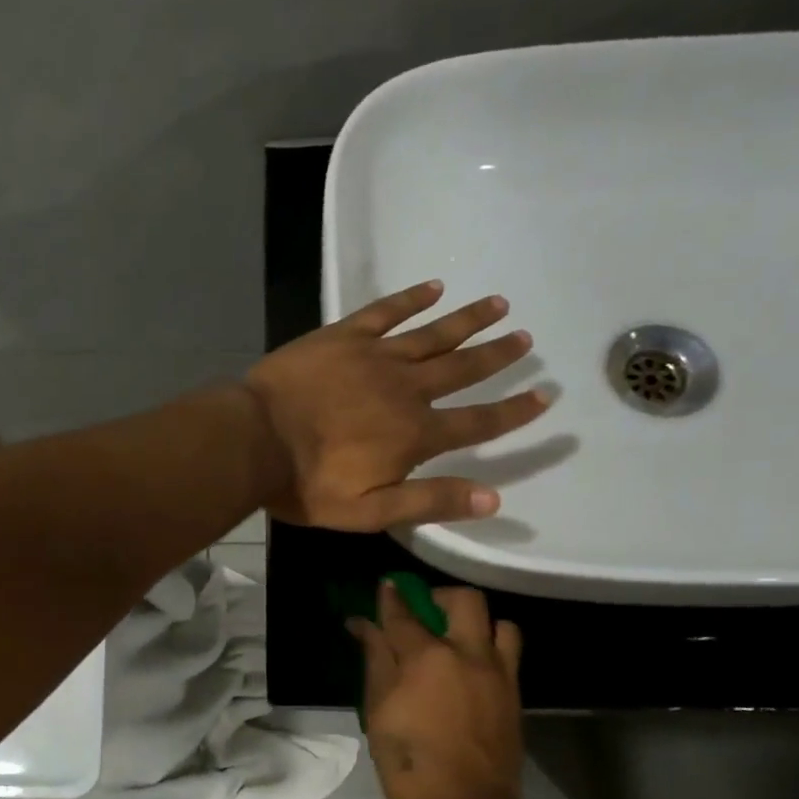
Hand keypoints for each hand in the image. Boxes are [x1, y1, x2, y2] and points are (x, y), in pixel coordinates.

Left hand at [244, 280, 546, 529]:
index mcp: (414, 434)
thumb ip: (429, 501)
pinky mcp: (342, 337)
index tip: (545, 396)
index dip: (513, 413)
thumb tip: (493, 499)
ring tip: (499, 304)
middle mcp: (405, 390)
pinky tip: (433, 286)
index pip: (476, 423)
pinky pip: (385, 312)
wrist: (253, 441)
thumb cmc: (307, 484)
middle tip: (527, 338)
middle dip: (496, 355)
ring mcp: (374, 357)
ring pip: (432, 334)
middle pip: (461, 369)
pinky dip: (410, 299)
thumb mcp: (369, 511)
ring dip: (467, 320)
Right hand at [347, 581, 527, 798]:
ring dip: (476, 622)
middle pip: (463, 600)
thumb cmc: (407, 761)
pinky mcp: (515, 695)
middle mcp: (469, 654)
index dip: (391, 596)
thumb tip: (363, 624)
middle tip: (423, 613)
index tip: (386, 586)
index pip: (404, 613)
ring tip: (456, 641)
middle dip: (439, 596)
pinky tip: (471, 670)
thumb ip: (376, 659)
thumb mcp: (379, 708)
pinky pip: (509, 654)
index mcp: (428, 657)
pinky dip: (491, 648)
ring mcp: (499, 674)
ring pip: (499, 623)